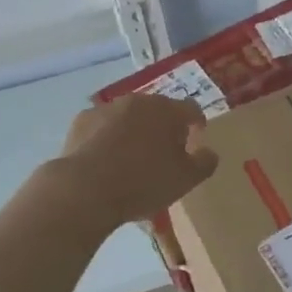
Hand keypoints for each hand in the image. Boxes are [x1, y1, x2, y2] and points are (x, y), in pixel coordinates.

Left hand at [57, 94, 219, 224]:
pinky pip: (102, 126)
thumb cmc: (143, 183)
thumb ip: (204, 163)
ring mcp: (107, 108)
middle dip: (164, 127)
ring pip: (129, 116)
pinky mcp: (82, 120)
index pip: (191, 109)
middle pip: (159, 110)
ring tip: (131, 159)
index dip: (196, 124)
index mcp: (168, 110)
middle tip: (164, 154)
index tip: (195, 141)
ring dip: (134, 130)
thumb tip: (209, 152)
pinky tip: (104, 160)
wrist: (85, 190)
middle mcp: (139, 101)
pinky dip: (107, 137)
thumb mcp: (185, 180)